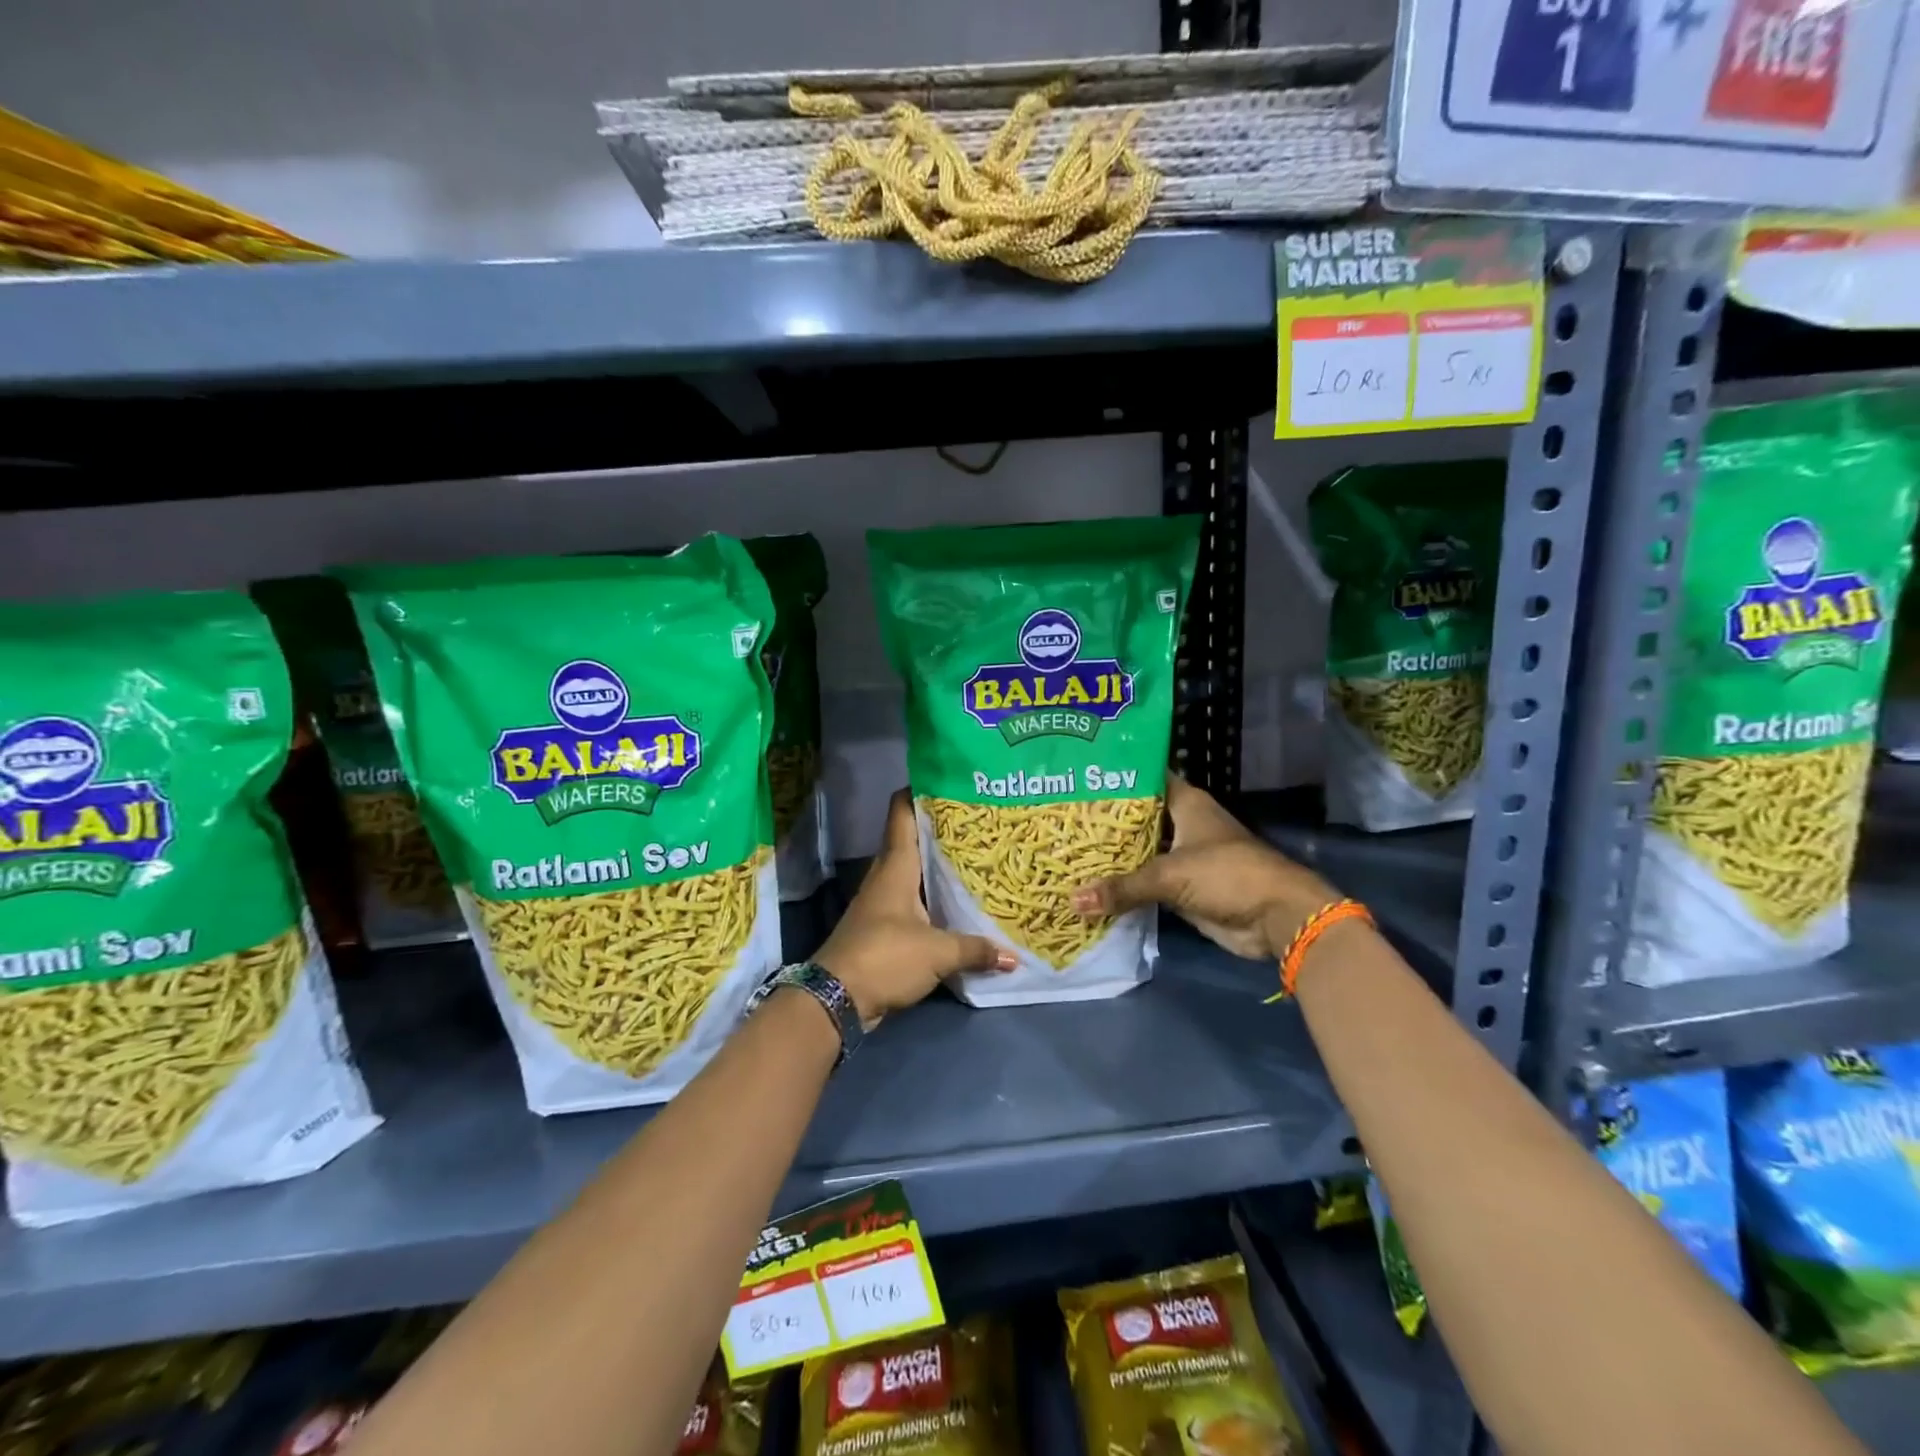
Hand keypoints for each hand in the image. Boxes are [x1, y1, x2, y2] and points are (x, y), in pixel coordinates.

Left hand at [815, 790, 1015, 1026]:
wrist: (836, 999)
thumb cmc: (885, 957)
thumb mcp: (937, 952)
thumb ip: (975, 950)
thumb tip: (1014, 957)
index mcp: (895, 867)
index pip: (901, 814)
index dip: (919, 791)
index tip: (948, 780)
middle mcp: (886, 877)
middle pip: (912, 841)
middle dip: (941, 830)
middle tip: (978, 822)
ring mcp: (882, 903)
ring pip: (913, 873)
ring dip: (937, 867)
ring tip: (976, 859)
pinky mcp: (883, 929)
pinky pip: (913, 903)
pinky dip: (933, 900)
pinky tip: (957, 906)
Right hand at [1070, 775, 1341, 960]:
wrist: (1275, 918)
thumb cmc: (1227, 874)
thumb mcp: (1170, 875)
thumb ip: (1122, 887)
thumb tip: (1072, 900)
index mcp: (1186, 803)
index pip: (1145, 779)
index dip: (1115, 777)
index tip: (1078, 776)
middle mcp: (1183, 824)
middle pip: (1137, 817)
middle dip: (1104, 820)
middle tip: (1061, 816)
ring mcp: (1182, 857)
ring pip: (1140, 851)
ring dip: (1112, 855)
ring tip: (1067, 848)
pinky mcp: (1182, 887)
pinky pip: (1145, 882)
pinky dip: (1124, 884)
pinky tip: (1091, 883)